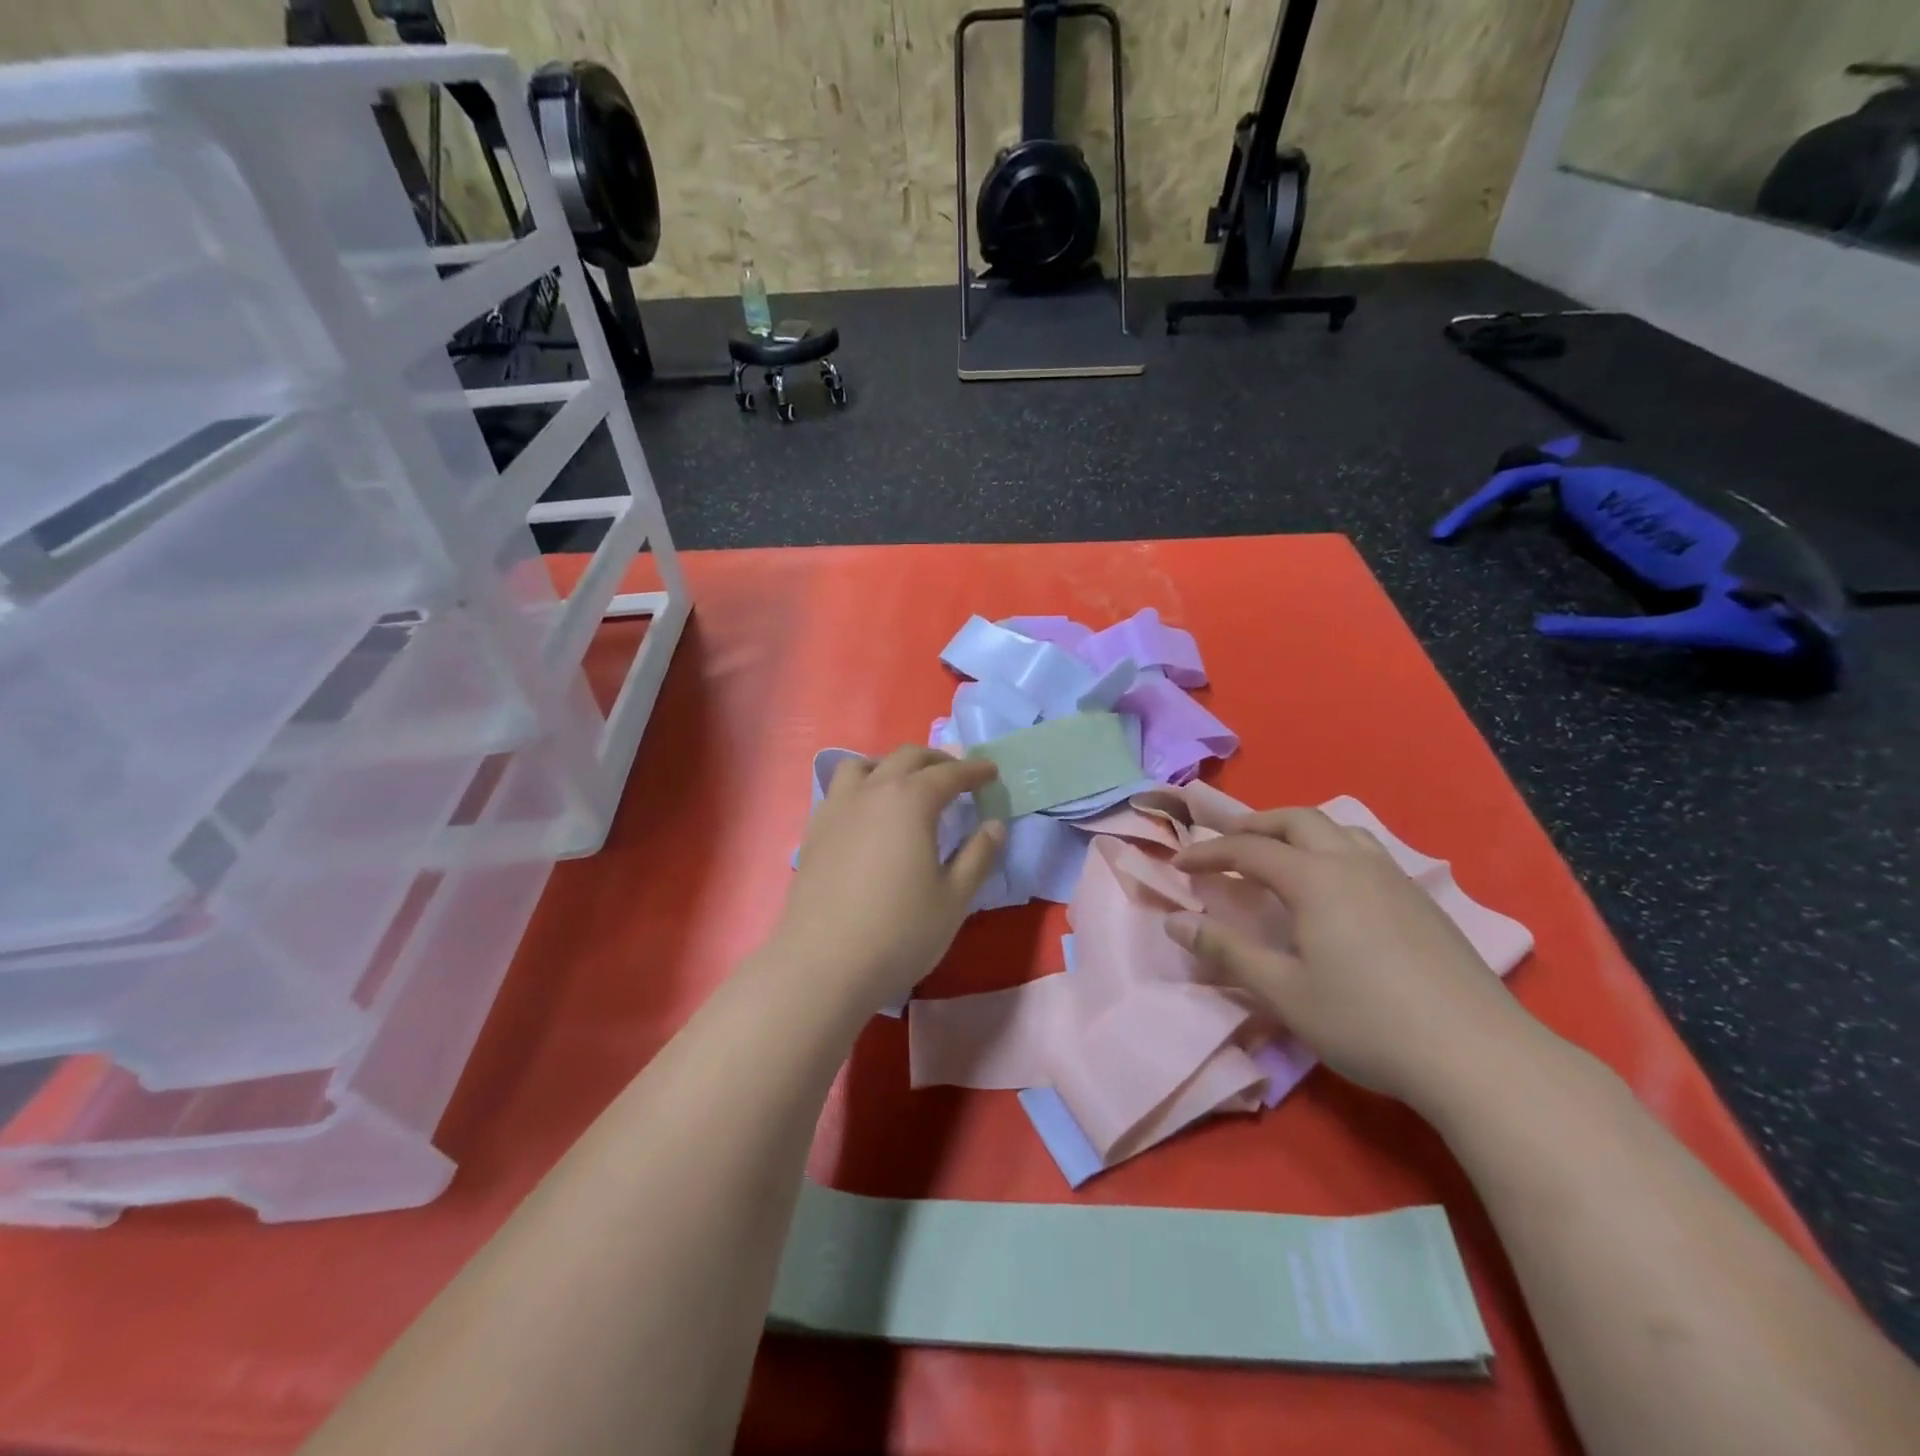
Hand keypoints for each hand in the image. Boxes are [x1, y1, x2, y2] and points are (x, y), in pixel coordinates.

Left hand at [777, 747, 1005, 1010]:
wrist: (824, 965)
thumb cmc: (900, 932)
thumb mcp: (954, 898)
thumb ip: (978, 856)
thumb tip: (994, 825)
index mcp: (911, 801)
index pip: (949, 773)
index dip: (974, 771)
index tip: (991, 772)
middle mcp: (871, 792)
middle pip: (906, 758)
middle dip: (936, 760)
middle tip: (957, 775)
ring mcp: (837, 809)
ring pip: (863, 765)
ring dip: (891, 765)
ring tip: (906, 784)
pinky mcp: (814, 831)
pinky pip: (839, 790)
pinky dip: (862, 786)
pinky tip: (868, 813)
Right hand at [1165, 807, 1535, 1109]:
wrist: (1478, 1055)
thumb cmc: (1367, 1022)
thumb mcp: (1284, 992)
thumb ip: (1226, 952)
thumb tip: (1175, 922)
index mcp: (1315, 879)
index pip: (1248, 849)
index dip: (1208, 852)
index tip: (1178, 863)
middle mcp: (1352, 864)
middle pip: (1297, 820)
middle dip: (1254, 824)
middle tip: (1225, 842)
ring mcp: (1394, 878)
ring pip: (1338, 829)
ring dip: (1297, 830)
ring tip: (1278, 852)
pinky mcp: (1421, 900)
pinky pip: (1365, 851)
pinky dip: (1331, 848)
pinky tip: (1334, 886)